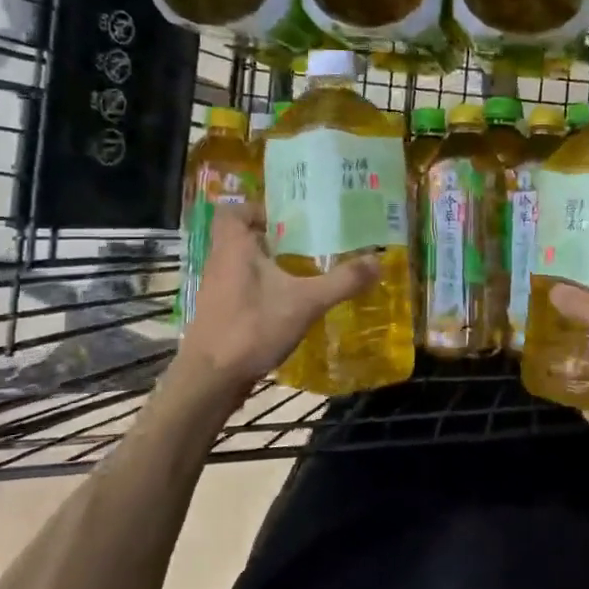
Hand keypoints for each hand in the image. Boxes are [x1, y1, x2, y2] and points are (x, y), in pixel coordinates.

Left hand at [178, 202, 379, 388]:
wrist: (211, 379)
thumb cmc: (252, 327)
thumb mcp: (306, 302)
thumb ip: (342, 280)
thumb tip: (378, 260)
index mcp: (234, 247)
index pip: (234, 210)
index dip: (259, 208)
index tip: (291, 217)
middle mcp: (221, 262)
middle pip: (244, 236)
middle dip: (276, 237)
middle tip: (312, 241)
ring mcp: (219, 289)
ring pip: (245, 263)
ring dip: (272, 264)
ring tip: (308, 269)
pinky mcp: (222, 312)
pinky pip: (245, 287)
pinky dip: (266, 288)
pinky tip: (292, 302)